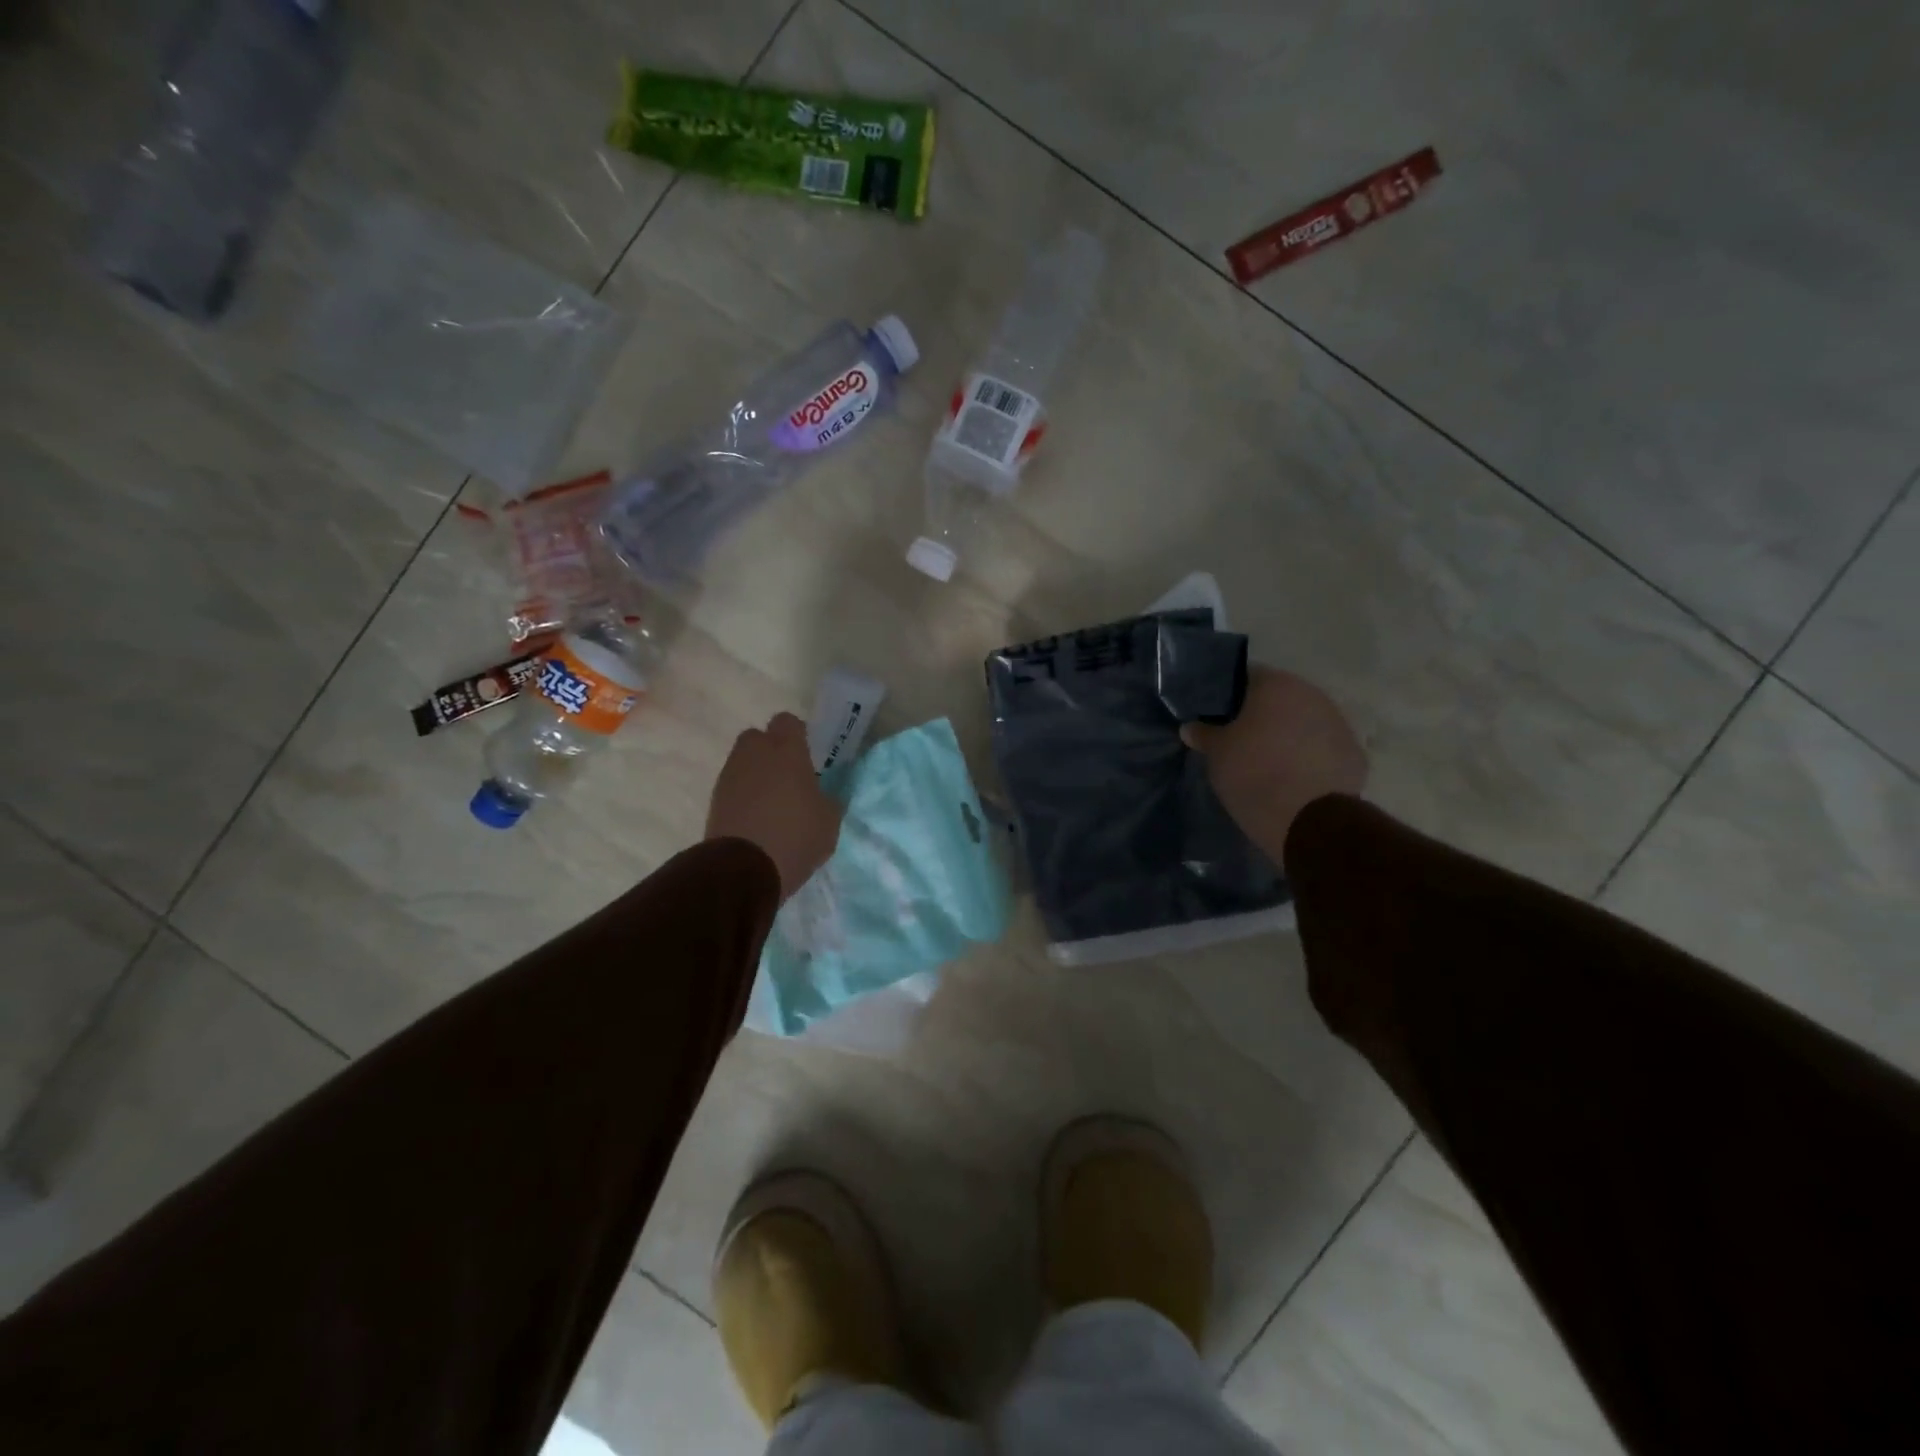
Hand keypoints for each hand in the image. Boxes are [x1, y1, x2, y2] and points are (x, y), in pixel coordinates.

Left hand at [706, 713, 843, 900]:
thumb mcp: (830, 821)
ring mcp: (730, 776)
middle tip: (789, 776)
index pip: (788, 722)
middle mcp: (755, 755)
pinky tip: (757, 818)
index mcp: (787, 751)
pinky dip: (743, 795)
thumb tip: (825, 794)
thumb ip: (829, 800)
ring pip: (743, 761)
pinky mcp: (714, 800)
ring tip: (772, 802)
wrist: (743, 870)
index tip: (808, 755)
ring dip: (756, 774)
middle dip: (771, 750)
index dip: (798, 735)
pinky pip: (733, 786)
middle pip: (758, 737)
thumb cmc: (795, 837)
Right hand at [1182, 666, 1367, 860]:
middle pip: (1279, 699)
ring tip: (1267, 761)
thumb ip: (1204, 734)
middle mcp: (1312, 694)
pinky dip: (1309, 756)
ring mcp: (1338, 723)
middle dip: (1261, 715)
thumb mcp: (1217, 754)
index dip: (1229, 696)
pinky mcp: (1354, 753)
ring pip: (1304, 722)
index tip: (1217, 716)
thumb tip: (1190, 727)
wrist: (1308, 820)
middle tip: (1239, 738)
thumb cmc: (1254, 773)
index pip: (1246, 678)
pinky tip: (1293, 778)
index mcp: (1276, 685)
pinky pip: (1322, 747)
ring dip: (1287, 735)